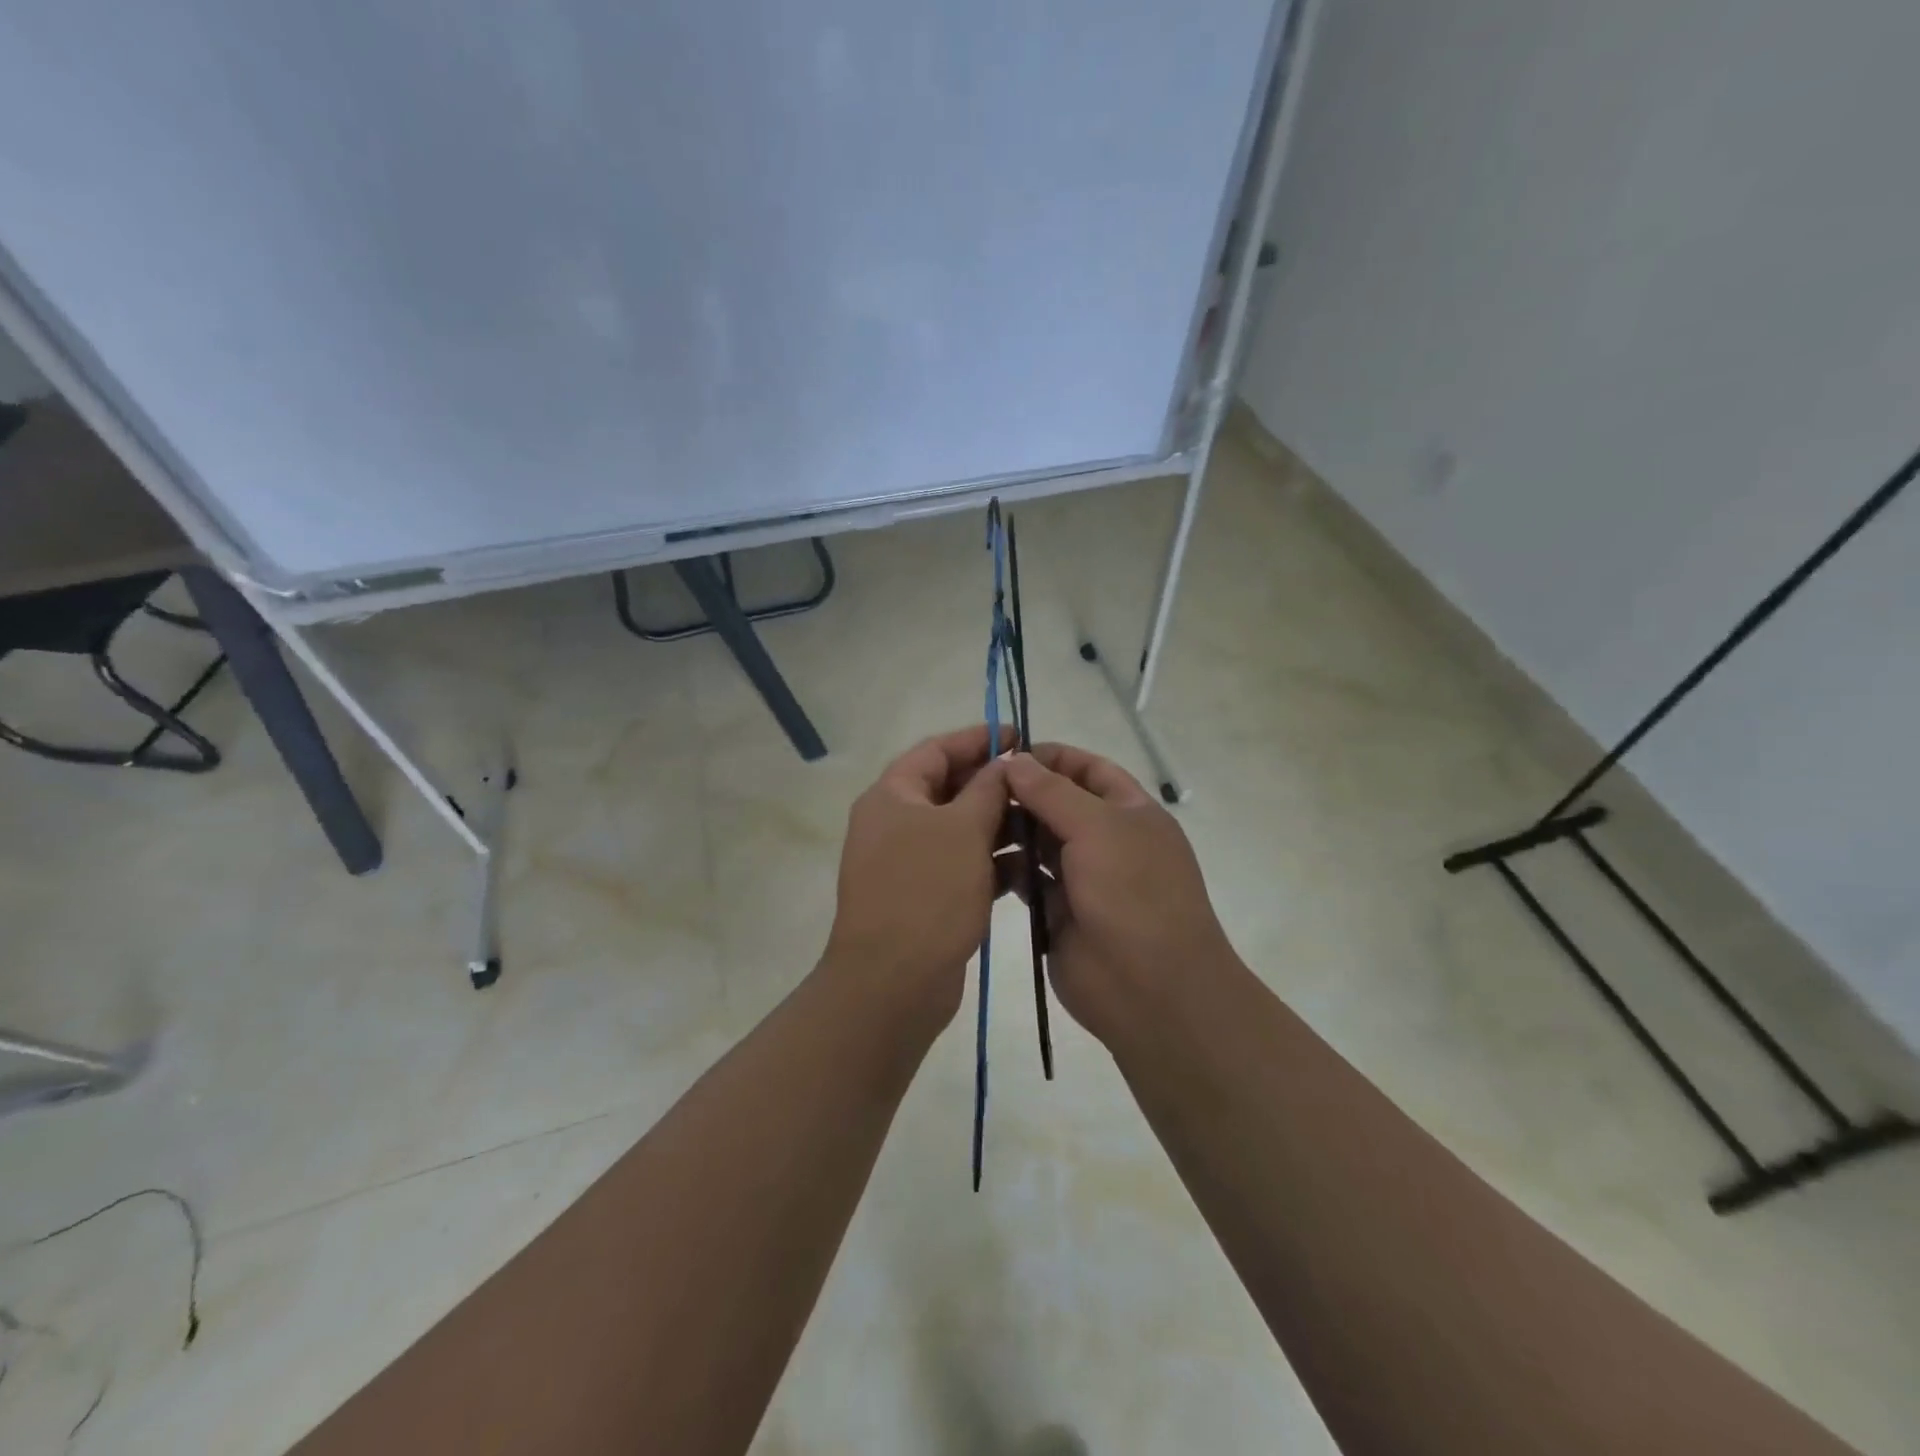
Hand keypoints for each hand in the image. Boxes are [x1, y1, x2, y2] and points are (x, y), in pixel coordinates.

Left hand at [824, 725, 1011, 1027]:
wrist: (893, 983)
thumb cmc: (927, 893)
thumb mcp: (963, 830)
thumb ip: (987, 789)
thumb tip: (1004, 762)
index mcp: (892, 796)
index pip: (936, 750)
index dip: (977, 738)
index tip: (1019, 736)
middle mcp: (894, 822)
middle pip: (948, 788)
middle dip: (992, 784)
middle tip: (1037, 782)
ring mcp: (907, 861)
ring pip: (958, 829)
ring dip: (997, 824)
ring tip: (1042, 823)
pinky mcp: (924, 895)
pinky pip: (960, 864)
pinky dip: (990, 862)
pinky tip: (1027, 867)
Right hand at [1004, 744, 1238, 1049]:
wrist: (1150, 989)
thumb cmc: (1132, 893)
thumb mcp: (1097, 828)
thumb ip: (1052, 791)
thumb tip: (1015, 759)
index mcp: (1130, 812)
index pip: (1089, 769)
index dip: (1052, 757)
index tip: (1006, 753)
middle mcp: (1107, 840)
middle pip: (1059, 804)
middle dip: (1022, 793)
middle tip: (974, 788)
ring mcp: (1083, 877)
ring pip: (1039, 842)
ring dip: (1010, 830)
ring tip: (970, 823)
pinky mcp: (1057, 911)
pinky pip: (1027, 880)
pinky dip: (1007, 868)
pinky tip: (977, 860)